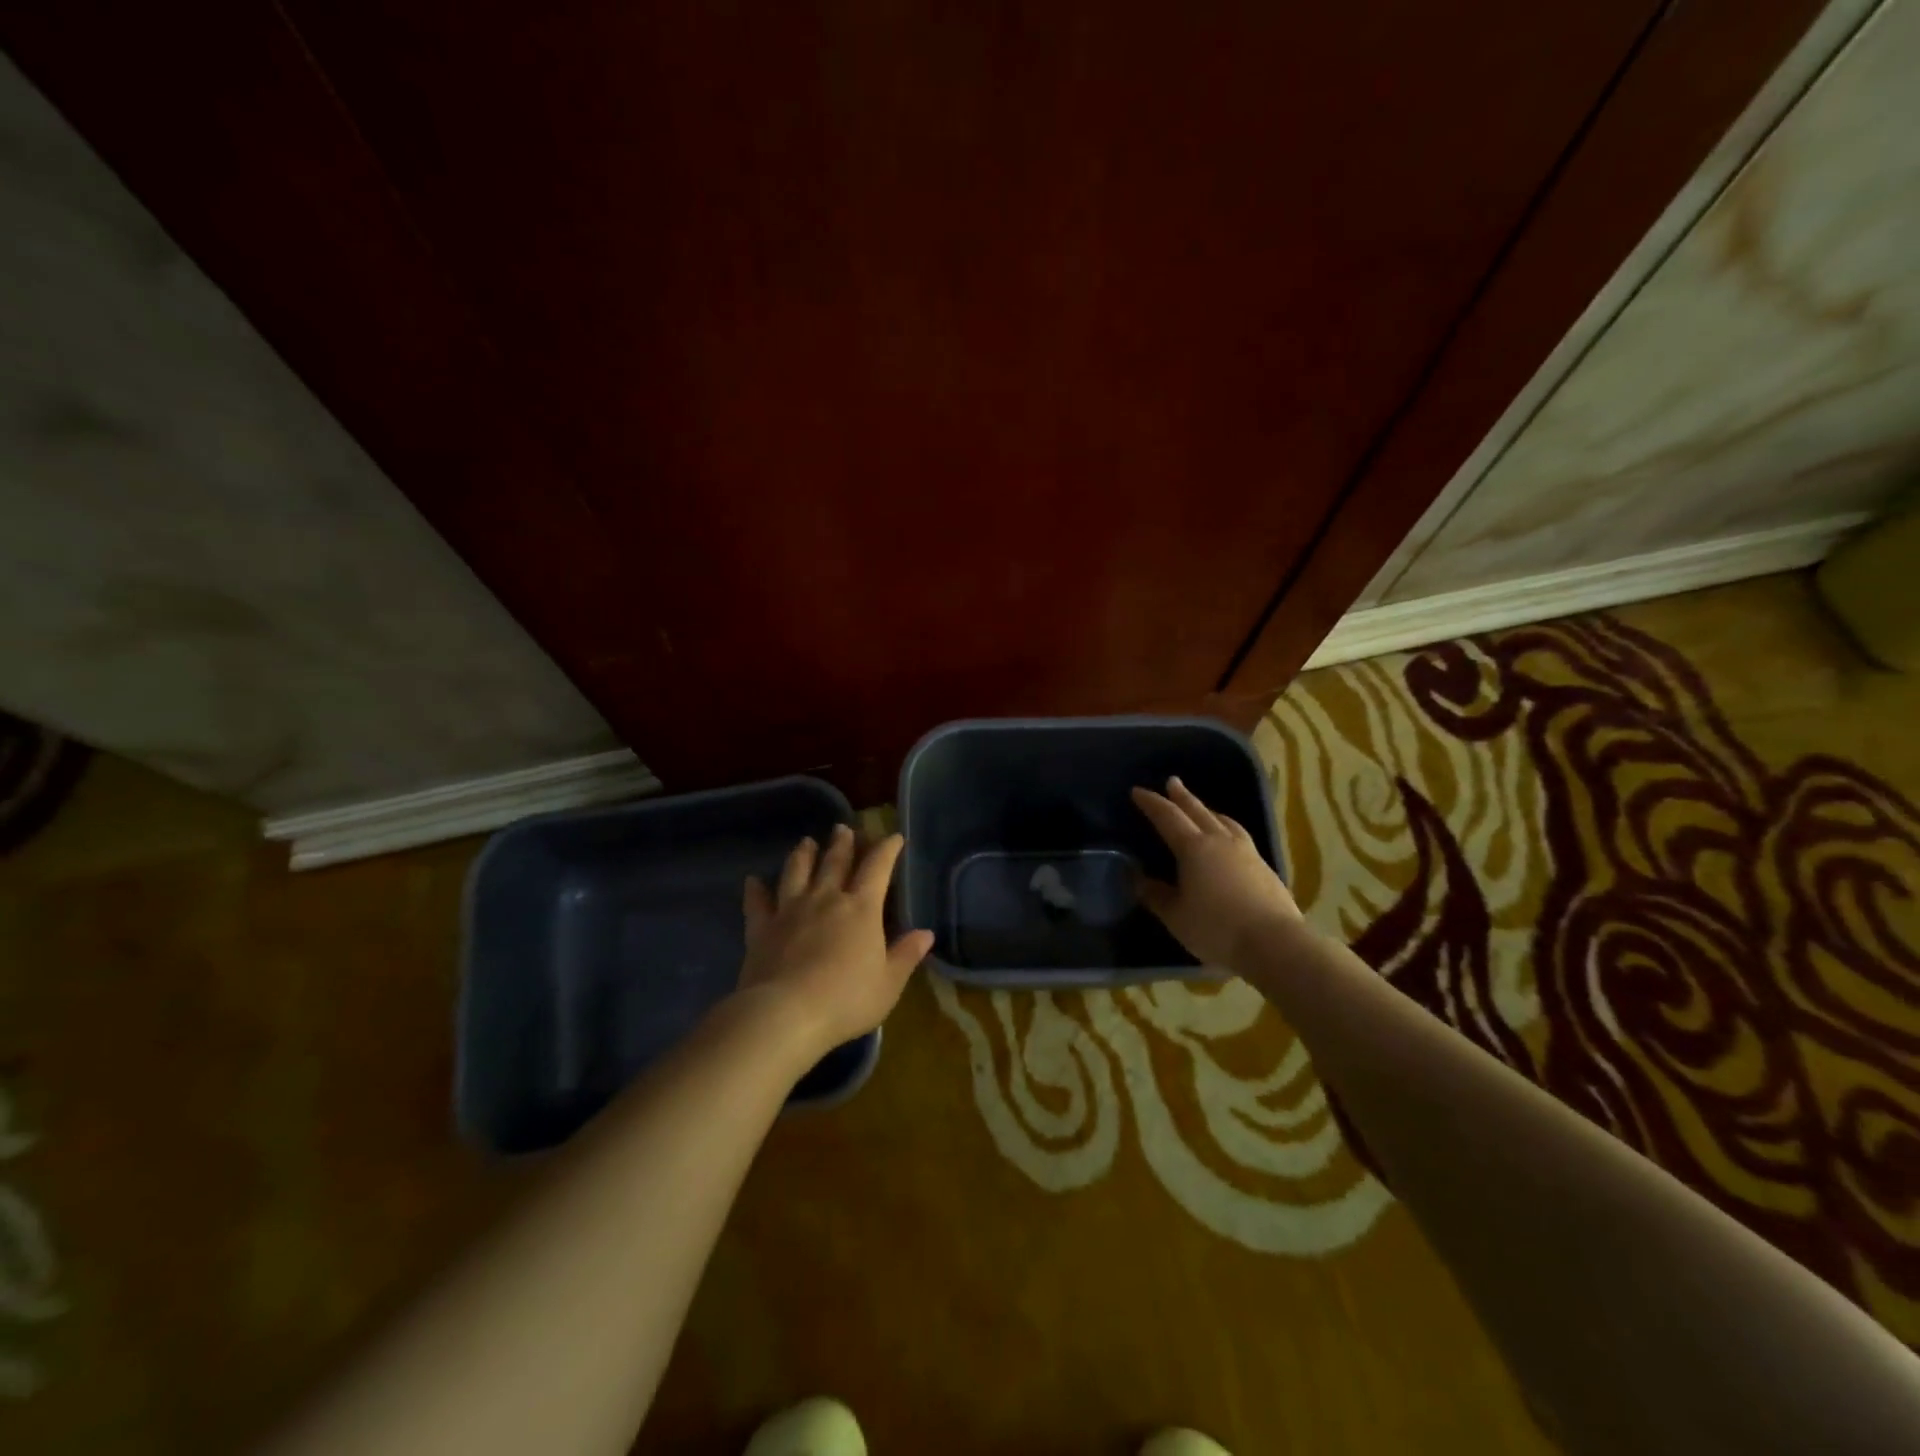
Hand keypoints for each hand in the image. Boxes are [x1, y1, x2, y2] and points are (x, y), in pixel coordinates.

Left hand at [738, 825, 934, 1058]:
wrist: (785, 1014)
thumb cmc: (846, 999)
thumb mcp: (889, 983)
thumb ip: (906, 955)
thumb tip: (927, 933)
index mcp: (861, 909)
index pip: (877, 867)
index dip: (887, 849)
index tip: (894, 837)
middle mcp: (826, 899)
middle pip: (835, 862)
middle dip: (843, 843)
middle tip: (843, 828)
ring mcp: (790, 910)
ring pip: (797, 872)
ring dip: (803, 854)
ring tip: (806, 842)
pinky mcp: (762, 928)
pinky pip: (757, 903)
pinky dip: (755, 890)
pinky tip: (752, 880)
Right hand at [1132, 776, 1300, 970]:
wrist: (1275, 943)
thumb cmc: (1217, 928)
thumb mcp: (1176, 916)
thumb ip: (1155, 895)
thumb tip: (1137, 878)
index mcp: (1194, 848)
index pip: (1168, 817)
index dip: (1152, 803)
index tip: (1138, 791)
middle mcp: (1220, 841)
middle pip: (1198, 811)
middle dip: (1182, 796)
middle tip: (1172, 781)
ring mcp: (1246, 852)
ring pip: (1224, 821)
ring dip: (1208, 810)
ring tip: (1202, 808)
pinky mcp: (1264, 866)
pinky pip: (1239, 835)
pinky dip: (1227, 827)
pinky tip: (1229, 837)